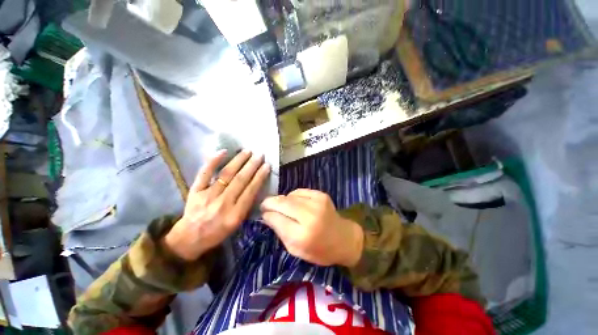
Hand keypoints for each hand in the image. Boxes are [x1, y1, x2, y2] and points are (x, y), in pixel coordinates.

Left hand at [164, 149, 270, 260]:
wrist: (190, 237)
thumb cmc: (218, 231)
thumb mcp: (237, 223)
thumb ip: (246, 205)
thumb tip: (255, 185)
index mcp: (235, 214)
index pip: (251, 190)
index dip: (260, 176)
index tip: (266, 166)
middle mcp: (223, 203)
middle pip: (240, 180)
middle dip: (252, 165)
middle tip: (260, 155)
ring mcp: (208, 195)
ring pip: (226, 174)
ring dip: (238, 161)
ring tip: (247, 151)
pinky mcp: (195, 190)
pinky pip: (205, 173)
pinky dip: (213, 161)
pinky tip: (223, 151)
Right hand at [260, 189, 363, 266]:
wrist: (344, 238)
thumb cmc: (319, 250)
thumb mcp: (296, 250)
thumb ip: (280, 232)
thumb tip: (267, 215)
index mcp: (303, 235)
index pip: (277, 219)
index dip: (267, 214)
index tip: (262, 213)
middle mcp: (310, 216)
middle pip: (282, 203)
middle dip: (270, 202)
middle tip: (264, 205)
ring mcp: (317, 202)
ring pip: (289, 196)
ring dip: (282, 200)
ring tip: (280, 205)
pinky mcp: (321, 195)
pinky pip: (299, 192)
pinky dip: (293, 197)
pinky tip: (294, 203)